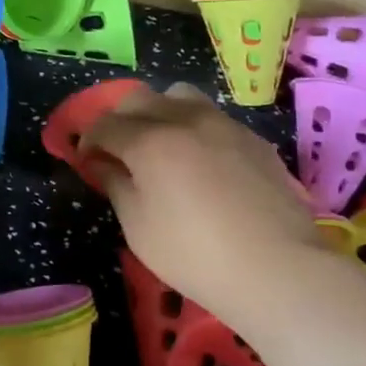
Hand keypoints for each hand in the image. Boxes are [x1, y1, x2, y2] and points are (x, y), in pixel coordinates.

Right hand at [80, 81, 324, 317]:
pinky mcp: (253, 139)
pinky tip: (202, 162)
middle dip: (120, 119)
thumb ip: (116, 185)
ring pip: (180, 97)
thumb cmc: (195, 254)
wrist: (279, 268)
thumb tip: (102, 164)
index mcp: (148, 141)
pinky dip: (195, 128)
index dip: (88, 140)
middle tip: (118, 150)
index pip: (104, 124)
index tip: (86, 160)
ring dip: (160, 112)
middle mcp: (183, 120)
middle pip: (139, 99)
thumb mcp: (138, 227)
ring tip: (162, 144)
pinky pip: (214, 118)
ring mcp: (223, 125)